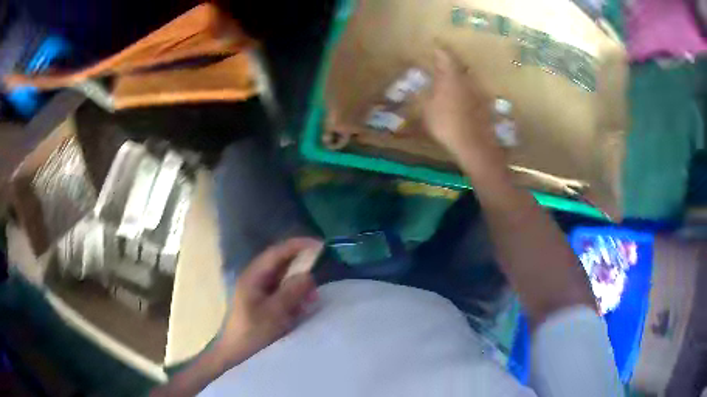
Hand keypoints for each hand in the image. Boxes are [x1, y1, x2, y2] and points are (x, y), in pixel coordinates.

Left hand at [215, 238, 320, 364]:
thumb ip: (291, 291)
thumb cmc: (253, 332)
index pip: (278, 252)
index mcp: (254, 276)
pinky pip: (285, 292)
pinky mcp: (266, 302)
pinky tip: (302, 309)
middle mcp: (257, 278)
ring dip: (301, 286)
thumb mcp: (274, 313)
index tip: (320, 246)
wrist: (238, 353)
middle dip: (303, 269)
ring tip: (311, 300)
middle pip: (283, 264)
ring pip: (286, 279)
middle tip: (318, 282)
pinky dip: (296, 297)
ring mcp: (261, 290)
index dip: (299, 246)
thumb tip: (309, 273)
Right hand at [423, 49, 506, 176]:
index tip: (434, 44)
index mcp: (451, 76)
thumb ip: (421, 96)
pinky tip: (461, 99)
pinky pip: (472, 92)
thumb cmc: (447, 124)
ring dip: (458, 77)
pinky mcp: (485, 105)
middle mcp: (466, 79)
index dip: (439, 49)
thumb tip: (415, 87)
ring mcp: (478, 92)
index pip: (445, 55)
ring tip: (449, 81)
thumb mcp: (426, 110)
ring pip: (466, 78)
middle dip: (449, 63)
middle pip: (458, 65)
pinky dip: (465, 92)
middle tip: (440, 63)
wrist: (475, 145)